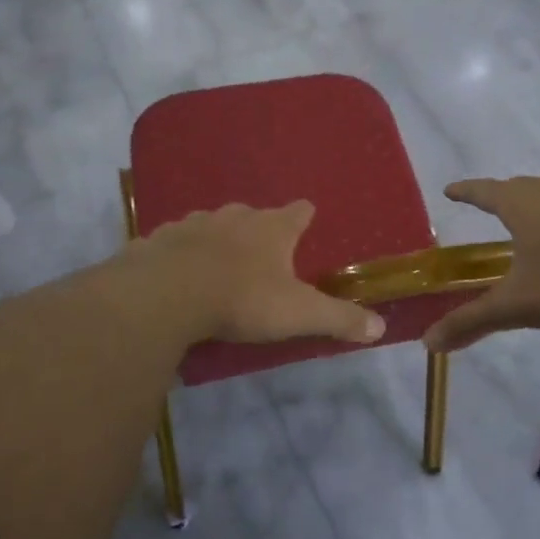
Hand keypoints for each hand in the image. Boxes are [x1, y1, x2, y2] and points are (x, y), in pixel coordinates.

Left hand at [134, 201, 385, 346]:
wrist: (167, 294)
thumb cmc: (242, 299)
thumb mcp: (299, 313)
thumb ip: (339, 318)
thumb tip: (380, 326)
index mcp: (272, 228)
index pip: (298, 212)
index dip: (304, 216)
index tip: (307, 217)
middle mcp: (234, 217)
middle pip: (252, 215)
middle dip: (258, 228)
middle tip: (261, 251)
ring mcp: (193, 223)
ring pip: (211, 224)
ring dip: (217, 237)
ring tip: (218, 259)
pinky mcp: (159, 239)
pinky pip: (174, 242)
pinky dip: (179, 252)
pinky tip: (175, 269)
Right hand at [423, 177, 539, 352]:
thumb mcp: (516, 305)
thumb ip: (472, 321)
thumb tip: (428, 343)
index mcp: (520, 204)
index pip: (483, 191)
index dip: (464, 191)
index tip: (450, 190)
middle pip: (517, 187)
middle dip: (499, 195)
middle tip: (488, 206)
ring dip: (535, 204)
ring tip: (529, 222)